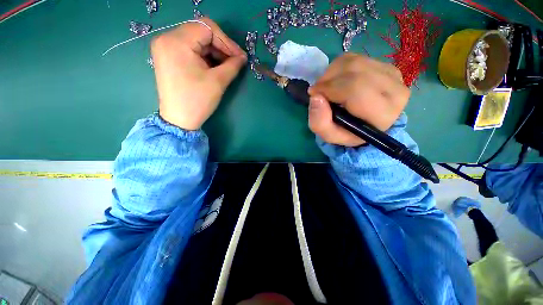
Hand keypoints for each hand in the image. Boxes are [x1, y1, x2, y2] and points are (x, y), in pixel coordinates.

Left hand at [151, 18, 246, 129]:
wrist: (179, 119)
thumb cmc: (198, 101)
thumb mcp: (218, 82)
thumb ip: (233, 65)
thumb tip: (243, 57)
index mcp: (177, 41)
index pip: (207, 28)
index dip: (227, 42)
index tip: (240, 57)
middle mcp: (167, 38)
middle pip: (201, 32)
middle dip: (221, 46)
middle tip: (235, 61)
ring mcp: (165, 47)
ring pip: (196, 40)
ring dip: (214, 51)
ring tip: (226, 66)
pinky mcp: (167, 56)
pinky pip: (190, 48)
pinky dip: (204, 55)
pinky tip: (213, 66)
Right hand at [307, 53, 409, 145]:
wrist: (367, 125)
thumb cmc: (348, 133)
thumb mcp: (331, 135)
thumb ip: (320, 123)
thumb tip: (315, 97)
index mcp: (383, 113)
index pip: (355, 88)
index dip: (329, 88)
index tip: (313, 94)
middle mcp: (395, 90)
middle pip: (354, 70)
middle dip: (328, 79)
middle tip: (317, 90)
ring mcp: (392, 75)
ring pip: (354, 61)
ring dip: (332, 72)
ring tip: (326, 87)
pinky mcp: (386, 66)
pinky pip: (356, 58)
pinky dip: (339, 66)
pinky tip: (336, 80)